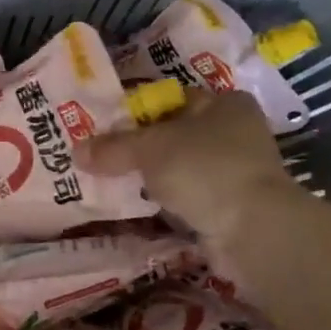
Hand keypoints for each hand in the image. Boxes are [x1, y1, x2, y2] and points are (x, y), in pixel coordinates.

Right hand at [78, 91, 304, 248]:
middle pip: (175, 134)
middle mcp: (236, 132)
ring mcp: (236, 171)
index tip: (105, 126)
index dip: (138, 110)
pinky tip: (139, 205)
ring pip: (180, 167)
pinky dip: (166, 200)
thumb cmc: (205, 169)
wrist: (254, 230)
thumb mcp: (150, 149)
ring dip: (152, 176)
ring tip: (112, 181)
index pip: (172, 99)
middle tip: (102, 154)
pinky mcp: (231, 206)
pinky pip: (188, 196)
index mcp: (225, 104)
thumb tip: (76, 151)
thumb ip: (114, 148)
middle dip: (141, 146)